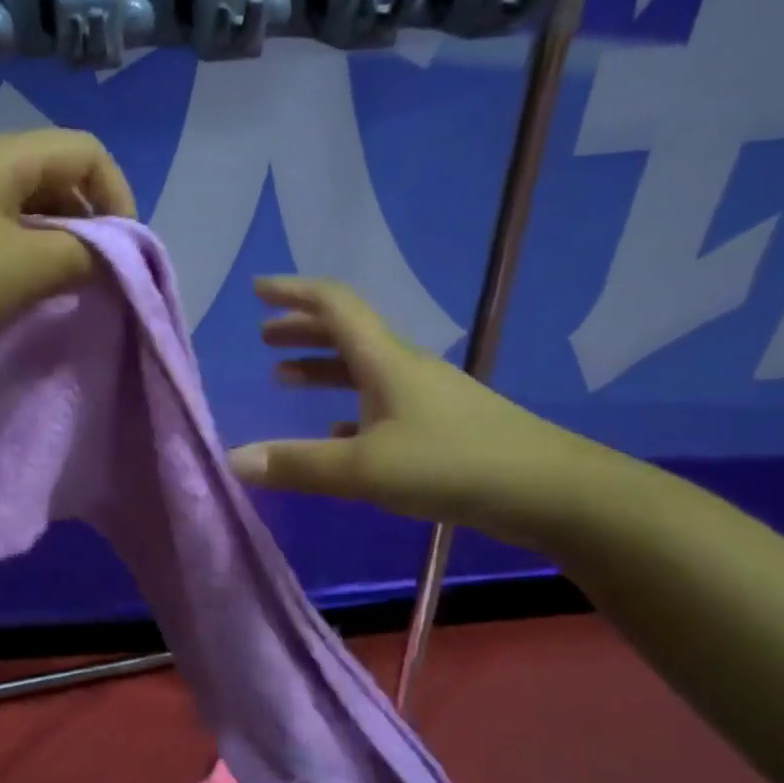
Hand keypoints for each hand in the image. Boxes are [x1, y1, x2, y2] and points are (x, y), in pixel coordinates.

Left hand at [0, 128, 135, 359]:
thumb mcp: (29, 268)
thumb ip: (84, 257)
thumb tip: (107, 256)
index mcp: (7, 156)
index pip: (89, 151)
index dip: (118, 195)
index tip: (120, 250)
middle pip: (56, 175)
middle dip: (86, 222)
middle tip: (89, 273)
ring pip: (23, 206)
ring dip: (50, 242)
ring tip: (51, 286)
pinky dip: (15, 253)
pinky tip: (7, 290)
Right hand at [227, 277, 605, 545]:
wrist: (551, 492)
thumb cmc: (452, 465)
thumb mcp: (365, 469)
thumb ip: (297, 465)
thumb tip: (232, 459)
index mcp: (385, 359)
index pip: (334, 304)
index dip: (293, 292)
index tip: (257, 290)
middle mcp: (403, 367)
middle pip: (346, 333)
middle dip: (301, 330)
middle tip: (264, 338)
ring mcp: (425, 397)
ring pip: (362, 369)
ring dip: (322, 367)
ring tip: (285, 379)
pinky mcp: (440, 428)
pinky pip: (380, 406)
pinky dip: (348, 409)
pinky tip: (334, 432)